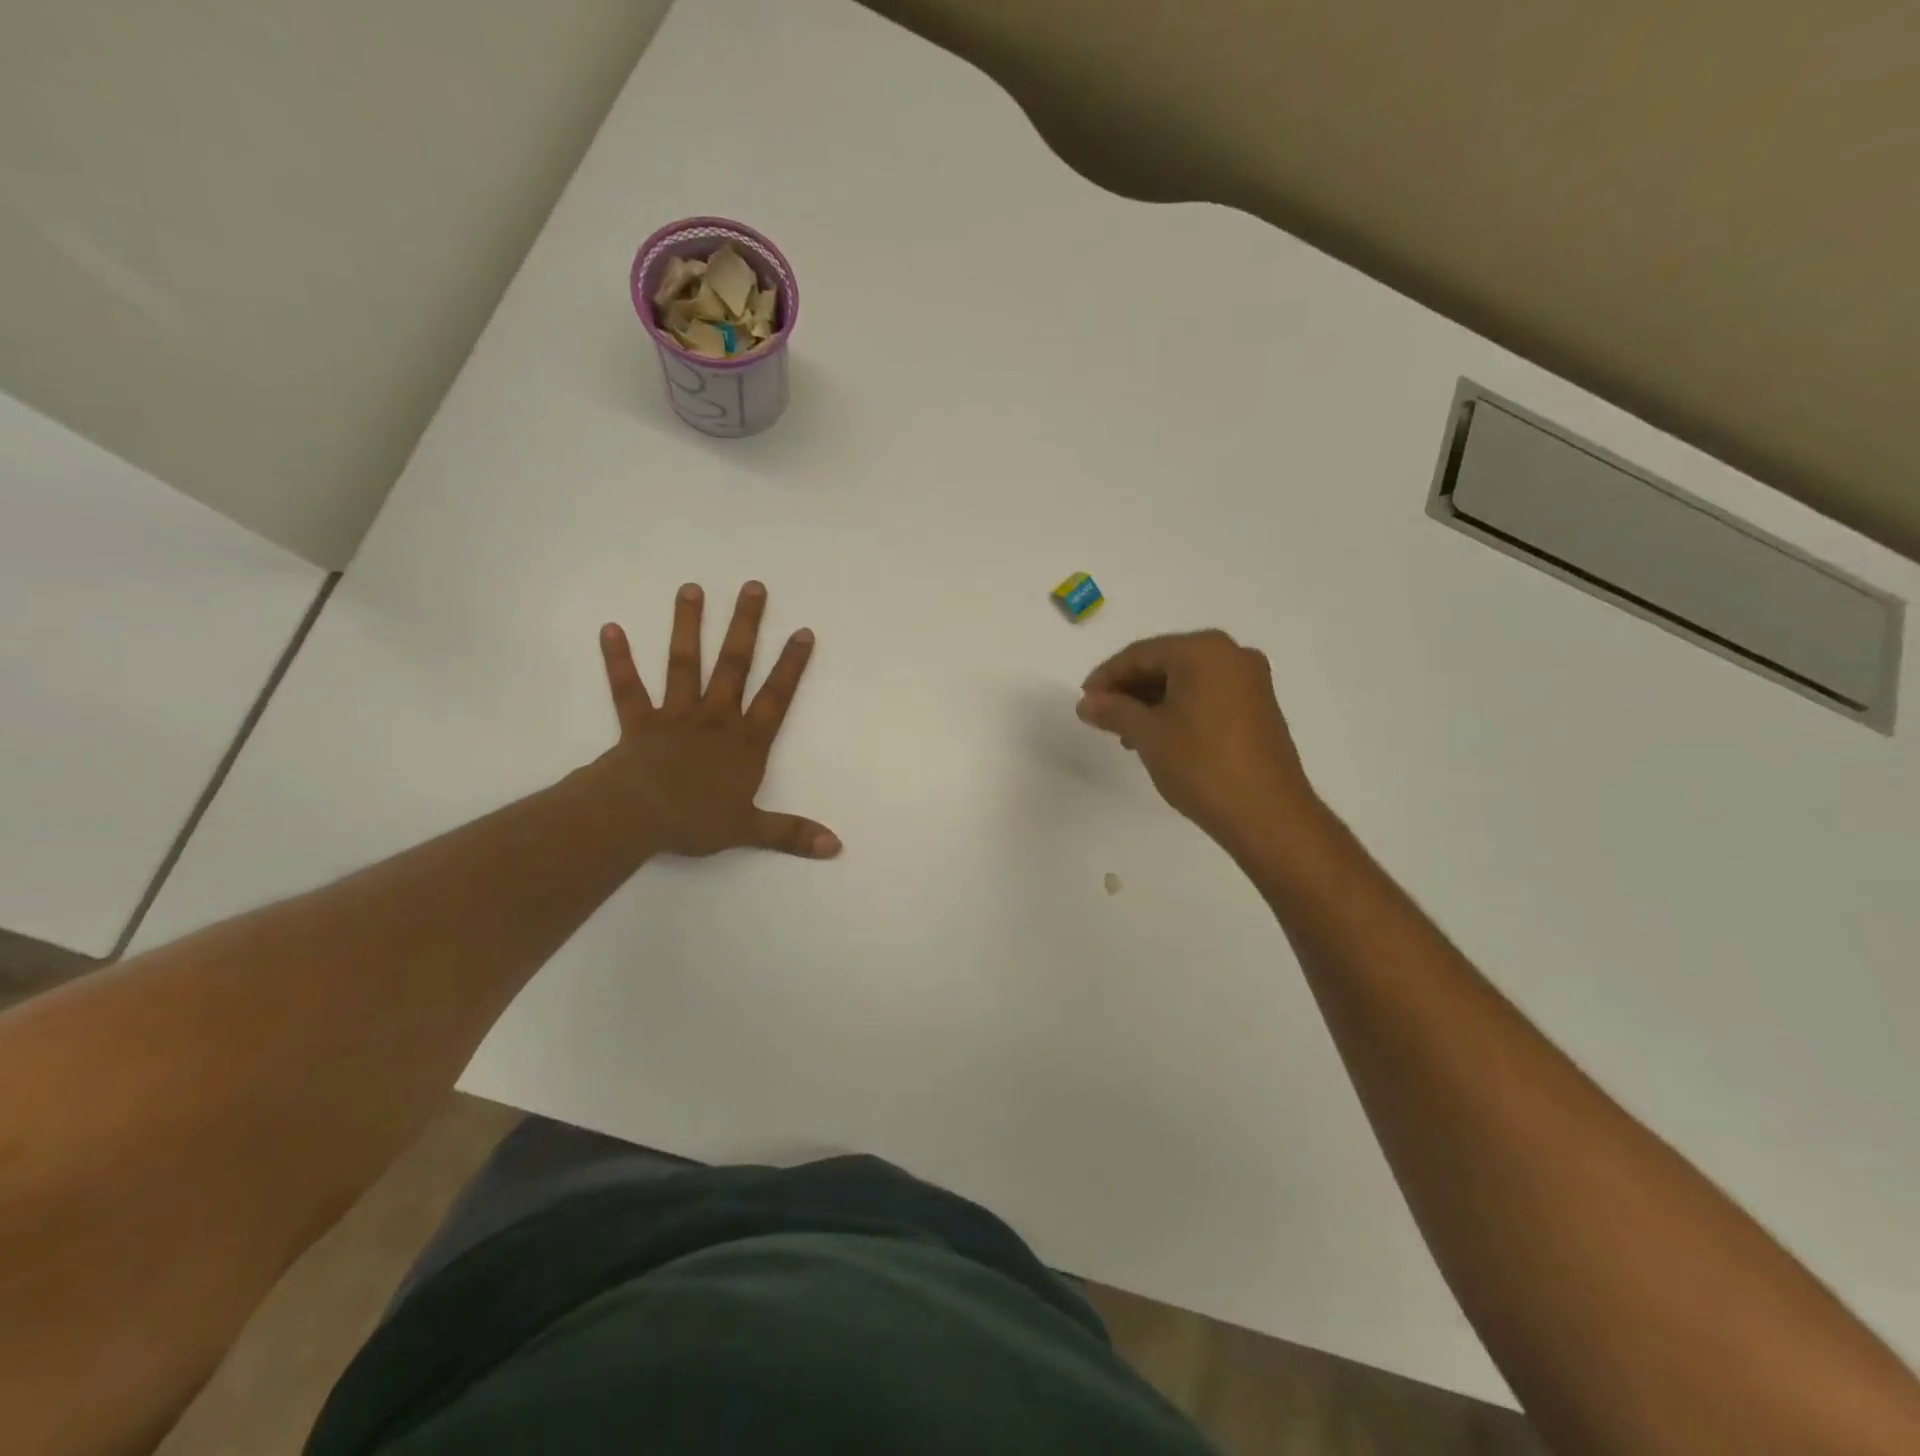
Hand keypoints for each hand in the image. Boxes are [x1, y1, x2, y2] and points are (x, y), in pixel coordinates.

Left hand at [595, 581, 840, 859]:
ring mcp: (675, 715)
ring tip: (691, 589)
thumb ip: (792, 833)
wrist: (636, 816)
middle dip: (746, 626)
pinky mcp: (639, 721)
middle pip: (734, 665)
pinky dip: (619, 659)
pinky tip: (610, 628)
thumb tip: (836, 847)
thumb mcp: (750, 830)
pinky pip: (628, 687)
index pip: (776, 697)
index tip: (803, 631)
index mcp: (744, 742)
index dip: (791, 665)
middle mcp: (714, 718)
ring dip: (688, 626)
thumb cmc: (695, 820)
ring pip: (685, 664)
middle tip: (753, 587)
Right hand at [1077, 630, 1316, 848]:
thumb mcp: (1148, 735)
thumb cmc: (1201, 765)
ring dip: (1152, 701)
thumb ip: (1113, 711)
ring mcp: (1250, 681)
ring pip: (1186, 681)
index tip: (1084, 702)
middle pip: (1165, 662)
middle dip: (1129, 689)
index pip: (1141, 654)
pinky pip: (1207, 695)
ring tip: (1126, 733)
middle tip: (1101, 716)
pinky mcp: (1258, 707)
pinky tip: (1159, 736)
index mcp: (1204, 650)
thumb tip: (1086, 703)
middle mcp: (1232, 655)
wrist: (1267, 815)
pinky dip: (1178, 709)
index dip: (1106, 677)